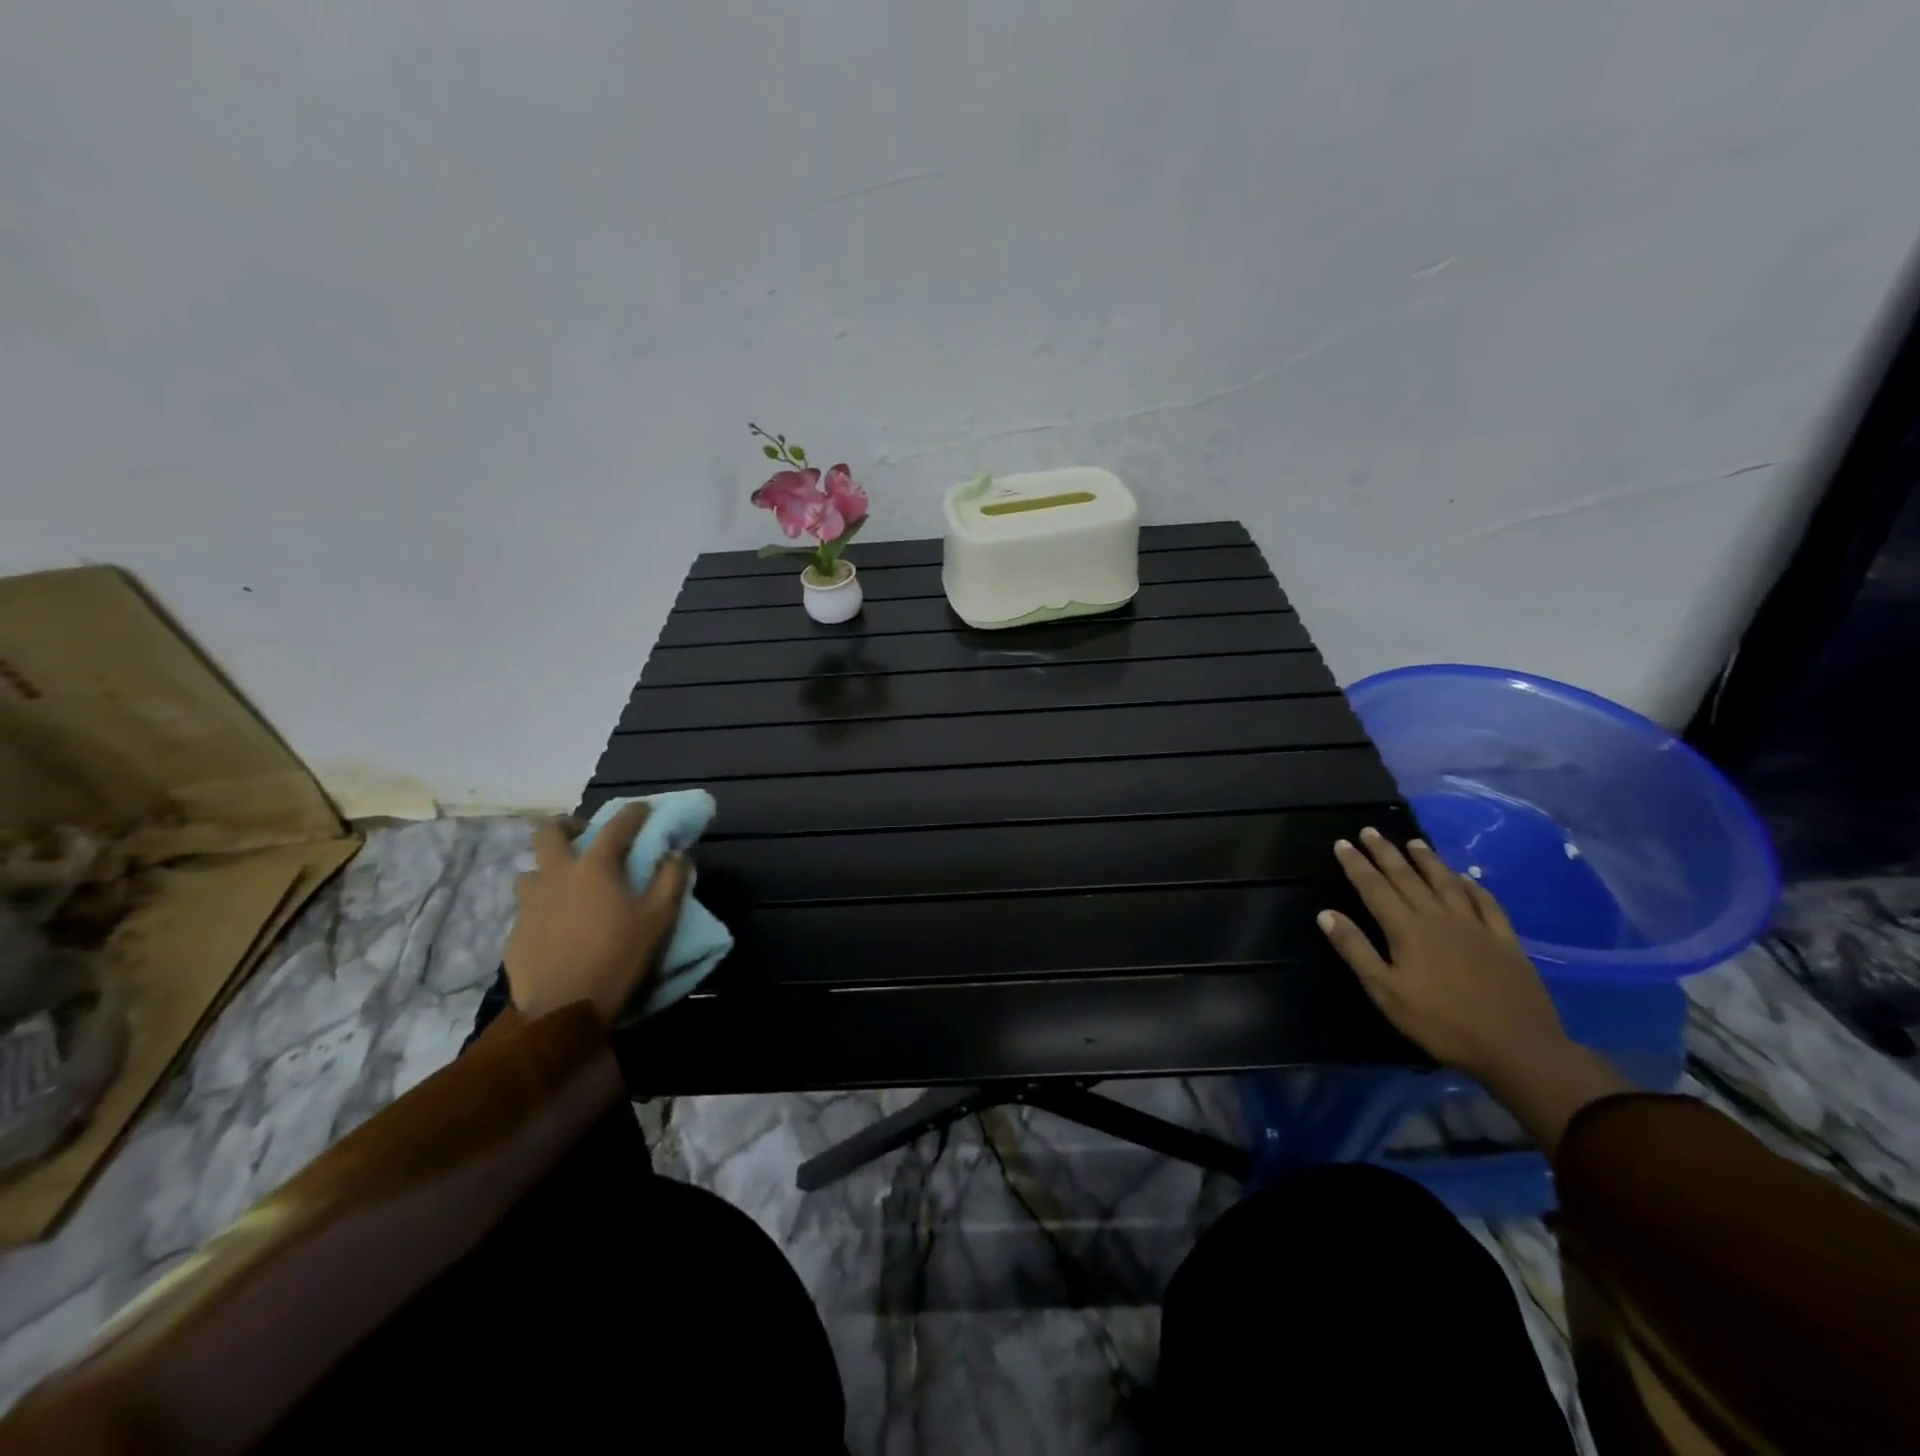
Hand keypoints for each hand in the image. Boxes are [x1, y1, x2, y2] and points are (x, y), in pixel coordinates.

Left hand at [503, 803, 688, 1023]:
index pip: (616, 825)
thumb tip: (675, 854)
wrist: (563, 1009)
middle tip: (584, 836)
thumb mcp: (659, 919)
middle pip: (548, 833)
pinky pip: (526, 907)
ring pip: (530, 870)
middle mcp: (557, 875)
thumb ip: (671, 879)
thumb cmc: (618, 957)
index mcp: (594, 867)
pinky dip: (542, 906)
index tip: (644, 808)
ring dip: (548, 869)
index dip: (634, 813)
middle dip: (567, 826)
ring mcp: (529, 904)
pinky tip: (555, 924)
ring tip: (565, 884)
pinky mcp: (515, 932)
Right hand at [1318, 828, 1567, 1080]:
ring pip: (1446, 882)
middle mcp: (1438, 917)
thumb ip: (1355, 950)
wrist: (1516, 1047)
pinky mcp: (1504, 940)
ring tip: (1414, 842)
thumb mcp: (1385, 991)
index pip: (1374, 888)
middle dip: (1385, 853)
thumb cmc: (1440, 1022)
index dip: (1356, 865)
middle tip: (1370, 831)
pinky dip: (1473, 886)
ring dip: (1427, 860)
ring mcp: (1475, 926)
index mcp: (1406, 929)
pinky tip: (1466, 877)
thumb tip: (1326, 914)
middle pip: (1407, 877)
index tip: (1343, 843)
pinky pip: (1486, 903)